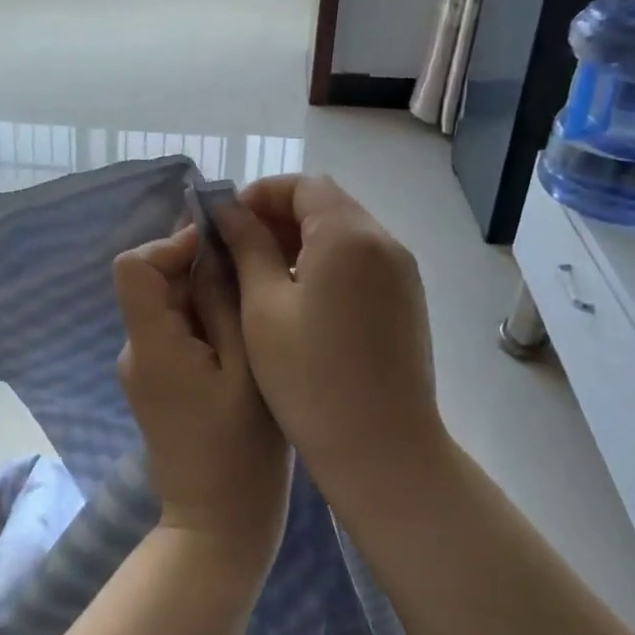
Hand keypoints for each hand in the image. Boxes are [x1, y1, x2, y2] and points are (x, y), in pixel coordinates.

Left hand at [114, 226, 291, 568]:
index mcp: (151, 344)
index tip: (219, 248)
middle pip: (151, 281)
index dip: (171, 245)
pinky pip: (172, 331)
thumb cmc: (242, 451)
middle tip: (251, 274)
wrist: (218, 527)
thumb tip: (210, 248)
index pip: (133, 266)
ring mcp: (142, 369)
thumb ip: (224, 303)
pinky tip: (240, 336)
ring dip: (203, 293)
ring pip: (165, 305)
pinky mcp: (155, 383)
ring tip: (253, 304)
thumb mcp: (246, 367)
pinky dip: (201, 319)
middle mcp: (135, 349)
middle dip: (196, 266)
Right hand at [211, 176, 445, 503]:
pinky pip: (361, 258)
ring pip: (344, 231)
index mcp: (348, 235)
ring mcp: (401, 271)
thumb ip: (247, 246)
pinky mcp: (406, 299)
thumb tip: (227, 209)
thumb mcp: (264, 306)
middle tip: (238, 247)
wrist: (384, 449)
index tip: (228, 221)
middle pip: (326, 203)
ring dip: (302, 238)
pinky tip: (299, 297)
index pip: (303, 185)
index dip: (261, 194)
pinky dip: (326, 261)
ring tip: (262, 273)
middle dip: (279, 215)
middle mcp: (383, 241)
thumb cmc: (310, 377)